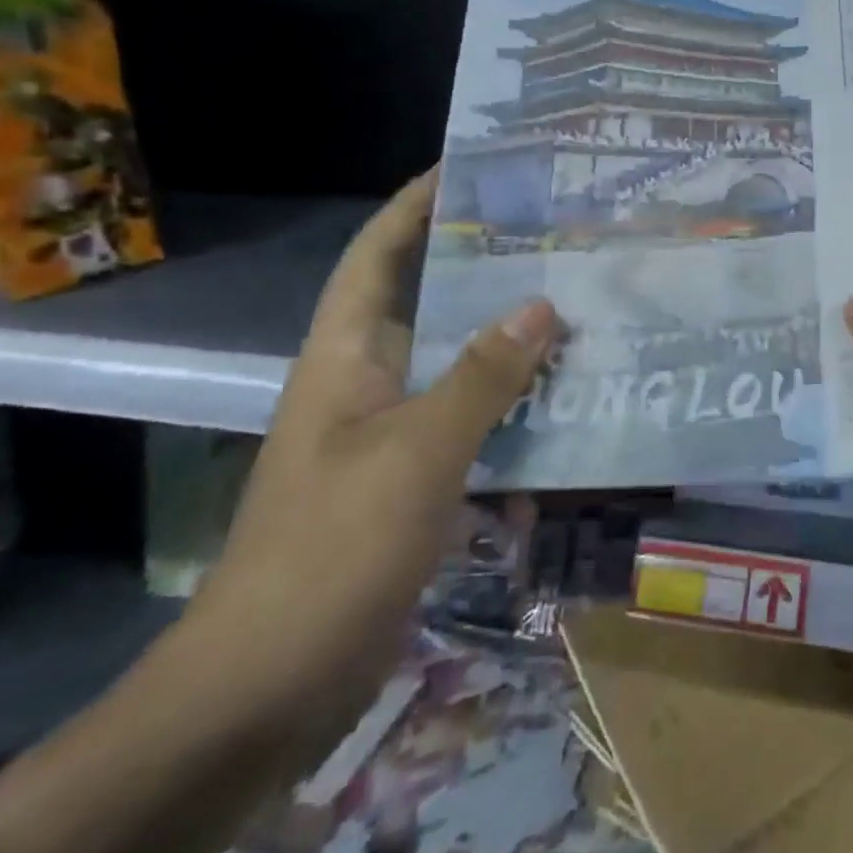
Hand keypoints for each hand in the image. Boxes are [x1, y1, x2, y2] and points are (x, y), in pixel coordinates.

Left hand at [178, 168, 558, 766]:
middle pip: (432, 303)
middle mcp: (369, 379)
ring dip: (513, 342)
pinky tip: (569, 406)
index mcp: (348, 355)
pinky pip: (476, 422)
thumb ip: (484, 375)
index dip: (416, 205)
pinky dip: (516, 410)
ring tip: (580, 309)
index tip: (471, 168)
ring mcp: (392, 431)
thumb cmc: (335, 545)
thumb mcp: (418, 450)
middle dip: (488, 269)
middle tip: (557, 239)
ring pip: (462, 364)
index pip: (378, 255)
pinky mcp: (416, 477)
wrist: (272, 683)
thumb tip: (542, 305)